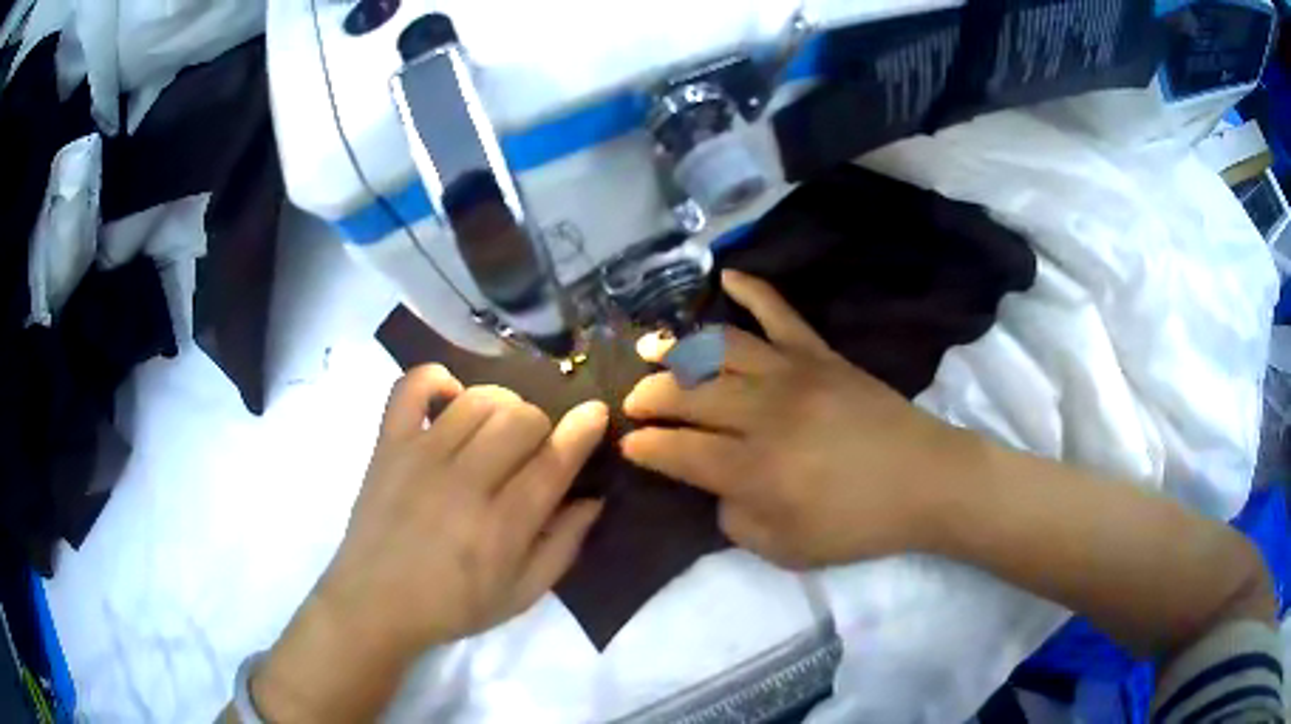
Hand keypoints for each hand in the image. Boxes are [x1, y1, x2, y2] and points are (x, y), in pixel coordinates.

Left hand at [250, 367, 606, 720]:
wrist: (373, 604)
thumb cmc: (452, 607)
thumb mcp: (521, 595)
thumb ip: (563, 546)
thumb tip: (593, 499)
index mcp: (502, 526)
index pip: (553, 461)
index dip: (582, 430)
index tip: (596, 412)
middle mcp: (464, 482)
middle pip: (521, 419)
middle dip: (541, 425)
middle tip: (533, 450)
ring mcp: (420, 456)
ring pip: (478, 399)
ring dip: (501, 405)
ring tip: (497, 429)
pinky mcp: (388, 444)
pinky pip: (412, 387)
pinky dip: (437, 380)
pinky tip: (450, 398)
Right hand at [621, 270, 969, 568]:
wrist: (925, 481)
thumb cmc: (857, 523)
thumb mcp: (787, 550)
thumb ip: (736, 521)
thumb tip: (718, 487)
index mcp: (754, 469)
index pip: (679, 451)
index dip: (646, 447)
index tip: (629, 444)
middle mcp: (765, 414)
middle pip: (689, 393)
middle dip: (650, 396)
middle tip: (633, 401)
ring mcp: (794, 374)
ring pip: (720, 349)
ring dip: (678, 349)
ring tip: (650, 348)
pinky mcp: (821, 355)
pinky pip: (781, 313)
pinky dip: (754, 290)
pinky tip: (728, 276)